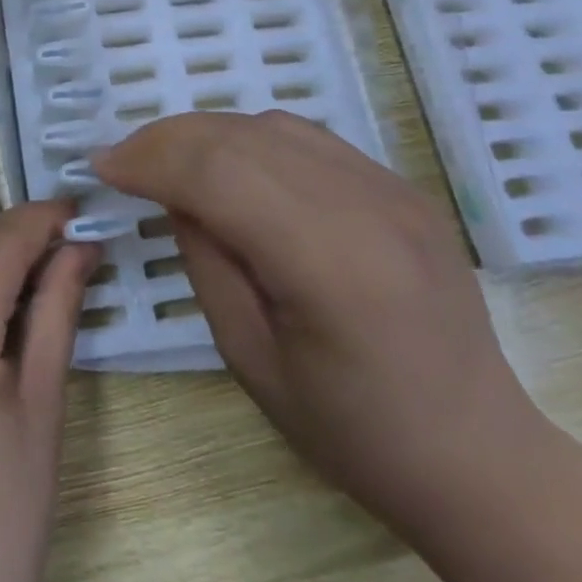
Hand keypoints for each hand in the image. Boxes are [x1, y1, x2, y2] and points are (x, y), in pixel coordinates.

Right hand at [94, 111, 546, 536]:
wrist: (480, 456)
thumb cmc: (355, 432)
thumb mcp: (251, 360)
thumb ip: (206, 261)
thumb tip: (173, 194)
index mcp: (331, 264)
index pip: (218, 175)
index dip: (151, 160)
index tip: (102, 167)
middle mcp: (367, 207)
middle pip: (240, 136)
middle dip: (167, 138)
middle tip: (122, 159)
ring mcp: (391, 188)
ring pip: (270, 124)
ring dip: (206, 133)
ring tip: (168, 160)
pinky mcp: (400, 186)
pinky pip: (306, 138)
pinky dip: (250, 139)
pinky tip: (230, 168)